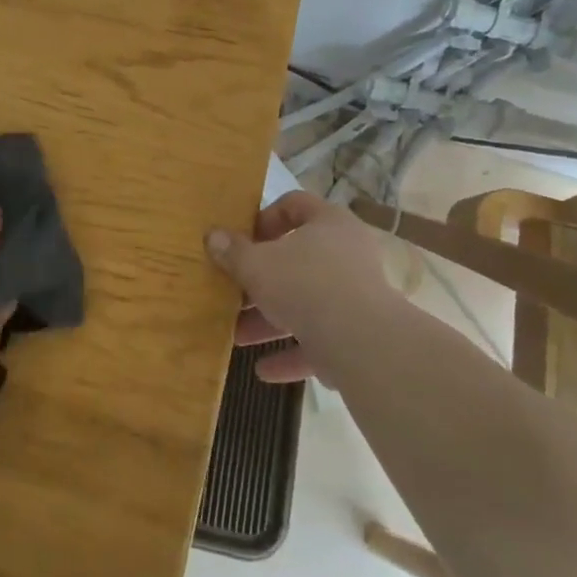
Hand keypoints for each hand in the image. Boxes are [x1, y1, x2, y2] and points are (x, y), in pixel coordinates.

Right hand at [205, 190, 393, 384]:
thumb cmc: (305, 285)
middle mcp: (348, 254)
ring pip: (307, 303)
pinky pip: (321, 340)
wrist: (364, 344)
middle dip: (260, 282)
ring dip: (271, 321)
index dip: (265, 218)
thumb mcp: (255, 264)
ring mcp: (358, 297)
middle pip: (297, 261)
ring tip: (238, 336)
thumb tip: (213, 236)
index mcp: (328, 223)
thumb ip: (232, 251)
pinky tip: (264, 370)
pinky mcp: (361, 335)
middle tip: (234, 293)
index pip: (295, 205)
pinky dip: (293, 353)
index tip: (241, 241)